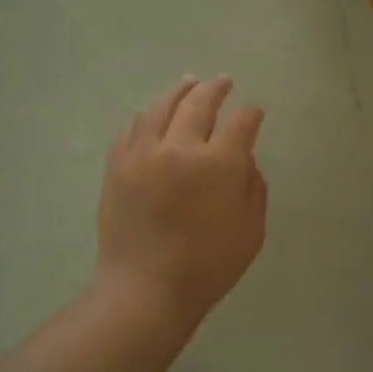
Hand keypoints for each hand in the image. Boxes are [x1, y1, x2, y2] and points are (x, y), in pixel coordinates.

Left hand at [96, 76, 267, 325]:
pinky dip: (147, 116)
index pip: (240, 123)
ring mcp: (143, 154)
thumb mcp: (251, 230)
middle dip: (215, 89)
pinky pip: (132, 128)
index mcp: (218, 164)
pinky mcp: (117, 166)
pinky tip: (153, 115)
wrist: (145, 289)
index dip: (251, 114)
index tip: (255, 113)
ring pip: (160, 107)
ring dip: (179, 92)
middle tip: (223, 82)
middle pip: (198, 103)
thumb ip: (253, 188)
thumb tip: (244, 161)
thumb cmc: (208, 266)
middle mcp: (179, 148)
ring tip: (188, 85)